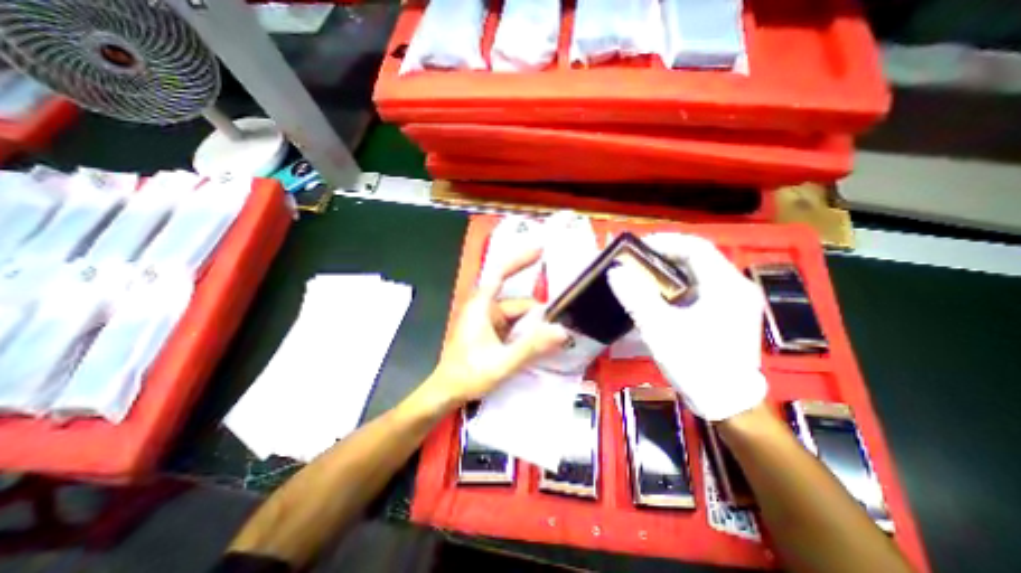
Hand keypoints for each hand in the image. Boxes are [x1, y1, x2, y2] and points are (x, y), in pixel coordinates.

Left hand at [422, 251, 566, 407]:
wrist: (447, 392)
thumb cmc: (468, 375)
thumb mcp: (502, 362)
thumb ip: (531, 347)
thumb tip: (561, 331)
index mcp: (481, 306)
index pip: (500, 273)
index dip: (520, 259)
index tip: (541, 250)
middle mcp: (484, 308)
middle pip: (517, 302)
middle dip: (537, 316)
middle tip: (558, 332)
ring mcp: (487, 320)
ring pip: (518, 316)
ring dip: (532, 327)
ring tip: (549, 343)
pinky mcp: (490, 331)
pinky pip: (513, 326)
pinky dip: (525, 333)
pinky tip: (536, 346)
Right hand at [605, 234, 765, 421]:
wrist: (726, 403)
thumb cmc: (695, 364)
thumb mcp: (659, 328)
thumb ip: (636, 297)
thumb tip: (615, 271)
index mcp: (726, 285)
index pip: (695, 247)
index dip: (665, 242)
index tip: (637, 247)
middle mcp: (736, 287)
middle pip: (697, 258)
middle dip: (664, 255)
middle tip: (636, 260)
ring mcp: (734, 301)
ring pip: (698, 272)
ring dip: (669, 269)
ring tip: (643, 273)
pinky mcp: (728, 313)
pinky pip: (700, 287)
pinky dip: (677, 284)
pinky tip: (659, 294)